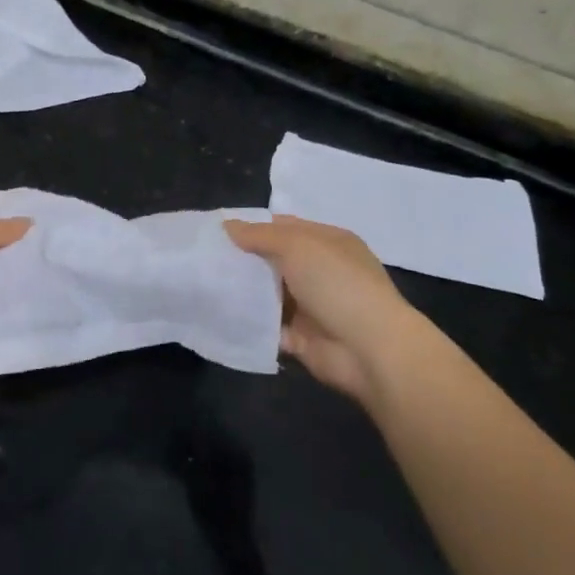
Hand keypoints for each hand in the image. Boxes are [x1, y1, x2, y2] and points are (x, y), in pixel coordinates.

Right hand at [224, 215, 434, 409]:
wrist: (370, 348)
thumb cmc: (337, 284)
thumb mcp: (297, 246)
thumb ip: (260, 235)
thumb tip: (228, 225)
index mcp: (327, 242)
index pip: (285, 227)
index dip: (253, 227)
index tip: (217, 231)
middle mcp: (320, 271)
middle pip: (274, 261)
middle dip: (244, 260)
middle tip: (204, 259)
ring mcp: (312, 307)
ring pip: (269, 295)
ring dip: (243, 293)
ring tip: (204, 286)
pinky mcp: (301, 338)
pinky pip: (268, 328)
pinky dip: (249, 325)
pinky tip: (220, 317)